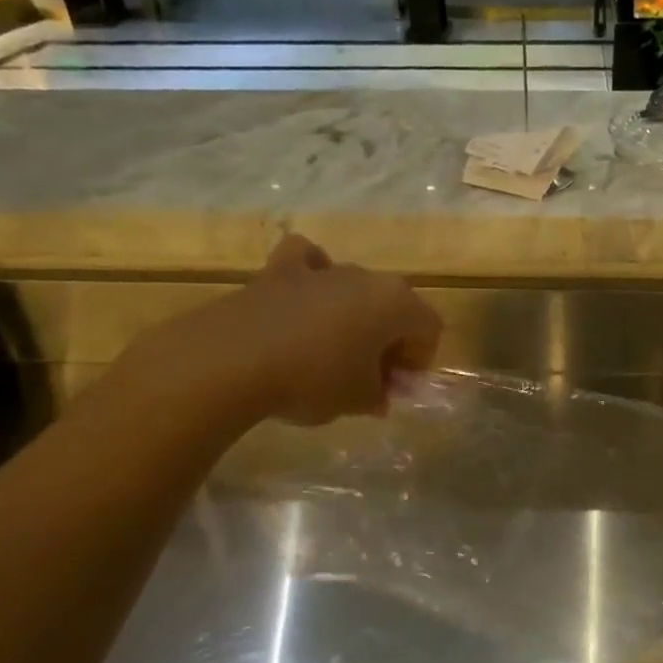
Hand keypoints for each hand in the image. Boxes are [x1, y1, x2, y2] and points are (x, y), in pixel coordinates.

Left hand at [120, 235, 442, 426]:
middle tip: (369, 377)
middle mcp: (366, 277)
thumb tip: (378, 394)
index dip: (418, 361)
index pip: (429, 328)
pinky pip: (308, 262)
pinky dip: (311, 275)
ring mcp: (322, 269)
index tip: (395, 389)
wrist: (232, 360)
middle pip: (394, 306)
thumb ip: (378, 395)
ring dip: (353, 317)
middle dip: (388, 341)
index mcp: (397, 304)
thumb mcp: (358, 401)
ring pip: (354, 288)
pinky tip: (303, 300)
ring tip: (331, 352)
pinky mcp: (279, 270)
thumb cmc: (313, 380)